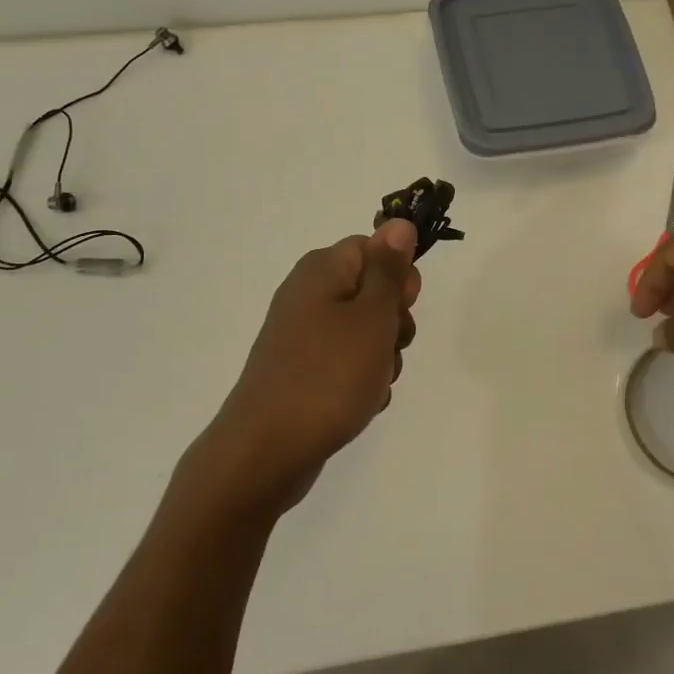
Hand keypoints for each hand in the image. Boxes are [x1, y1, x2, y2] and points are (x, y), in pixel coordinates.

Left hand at [200, 220, 420, 514]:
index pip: (373, 248)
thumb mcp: (371, 317)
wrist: (267, 451)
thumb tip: (398, 223)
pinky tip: (360, 404)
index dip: (398, 276)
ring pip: (364, 333)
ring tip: (372, 383)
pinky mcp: (302, 372)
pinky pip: (346, 365)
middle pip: (371, 292)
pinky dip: (361, 382)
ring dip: (382, 357)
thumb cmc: (328, 376)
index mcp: (321, 271)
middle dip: (393, 323)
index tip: (406, 306)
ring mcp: (302, 337)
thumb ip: (389, 271)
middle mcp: (307, 296)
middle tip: (388, 348)